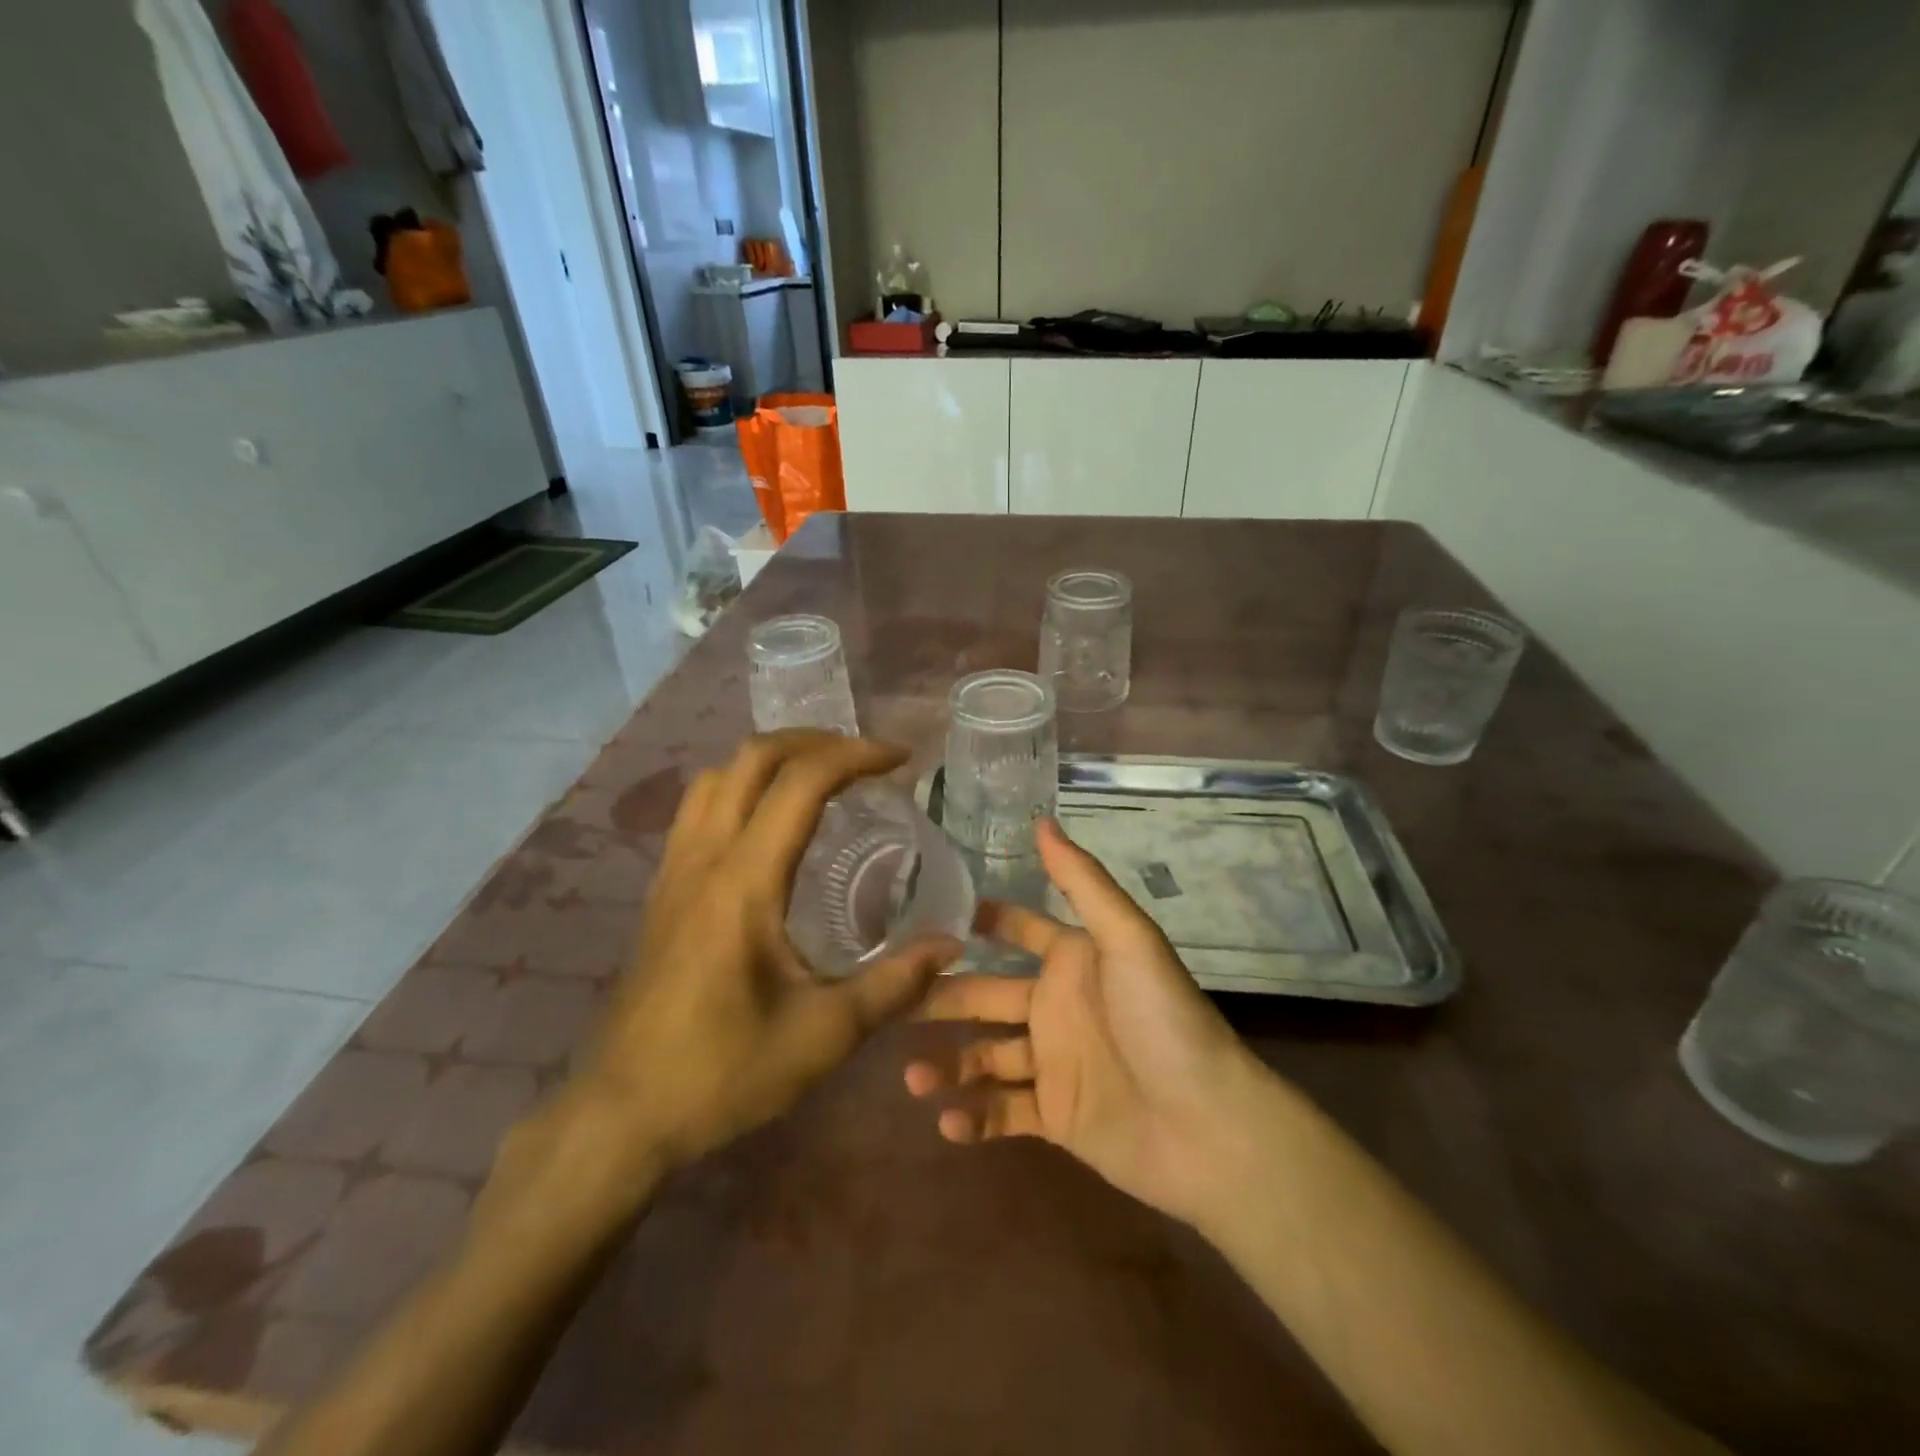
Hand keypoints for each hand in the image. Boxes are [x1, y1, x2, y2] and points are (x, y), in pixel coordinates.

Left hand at [569, 731, 960, 1183]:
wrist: (622, 1114)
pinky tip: (770, 823)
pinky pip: (699, 807)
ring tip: (821, 777)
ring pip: (717, 775)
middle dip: (816, 741)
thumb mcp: (824, 1035)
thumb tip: (951, 946)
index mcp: (744, 882)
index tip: (901, 761)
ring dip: (773, 759)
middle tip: (865, 759)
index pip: (801, 782)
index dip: (856, 756)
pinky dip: (741, 786)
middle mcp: (704, 858)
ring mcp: (674, 870)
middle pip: (752, 757)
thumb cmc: (724, 1072)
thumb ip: (894, 985)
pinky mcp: (662, 890)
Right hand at [906, 819, 1271, 1225]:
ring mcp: (1055, 1063)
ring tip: (913, 1077)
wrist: (1206, 1126)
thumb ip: (1081, 882)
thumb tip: (1041, 820)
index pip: (1018, 932)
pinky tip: (947, 1122)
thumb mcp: (1126, 939)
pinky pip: (1005, 1113)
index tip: (924, 922)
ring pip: (987, 1057)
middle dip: (944, 999)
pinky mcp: (1057, 1117)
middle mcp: (1058, 1006)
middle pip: (987, 996)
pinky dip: (975, 1118)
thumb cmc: (1162, 1020)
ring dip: (949, 1066)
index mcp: (1073, 961)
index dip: (980, 924)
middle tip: (893, 1005)